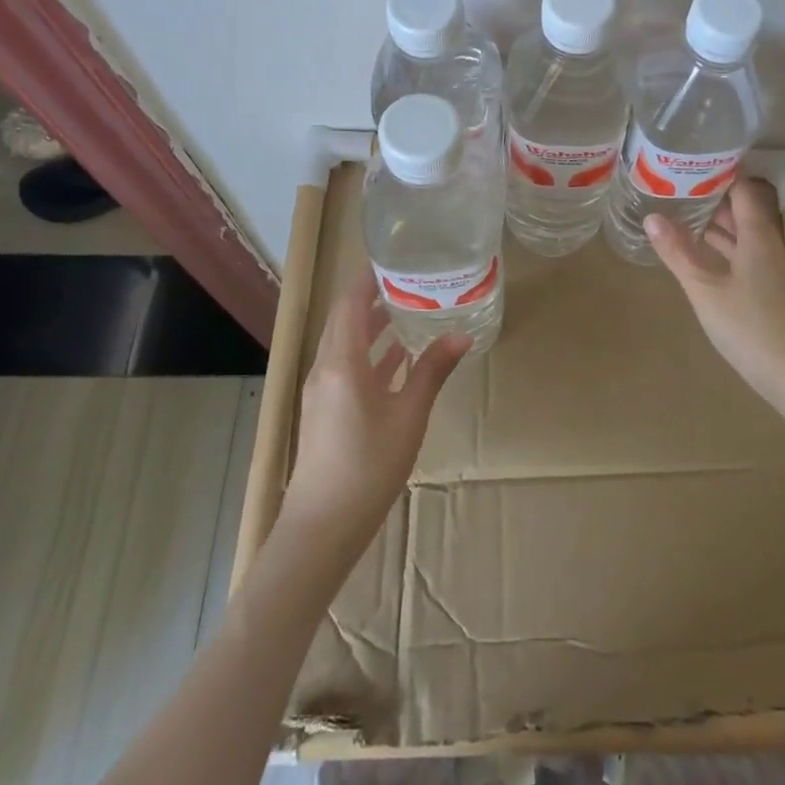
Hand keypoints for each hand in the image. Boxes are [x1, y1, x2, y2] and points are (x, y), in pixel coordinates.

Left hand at [279, 268, 469, 548]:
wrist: (323, 526)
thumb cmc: (368, 466)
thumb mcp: (409, 415)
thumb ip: (432, 371)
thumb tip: (461, 337)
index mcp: (341, 362)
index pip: (350, 303)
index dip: (368, 278)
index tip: (396, 258)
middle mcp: (325, 368)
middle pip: (346, 320)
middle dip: (374, 297)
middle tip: (411, 280)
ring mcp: (322, 390)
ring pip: (347, 344)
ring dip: (373, 326)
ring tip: (409, 309)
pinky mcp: (326, 409)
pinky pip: (347, 366)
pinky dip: (371, 354)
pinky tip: (398, 357)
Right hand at [646, 179, 784, 396]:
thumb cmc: (748, 327)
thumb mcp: (704, 289)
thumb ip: (678, 252)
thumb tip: (651, 217)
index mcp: (758, 237)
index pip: (744, 190)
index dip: (721, 174)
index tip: (692, 163)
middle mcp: (770, 246)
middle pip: (744, 212)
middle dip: (713, 198)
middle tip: (677, 188)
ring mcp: (773, 270)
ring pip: (744, 236)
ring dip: (717, 225)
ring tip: (682, 214)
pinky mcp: (771, 291)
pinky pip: (745, 256)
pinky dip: (724, 249)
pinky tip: (701, 255)